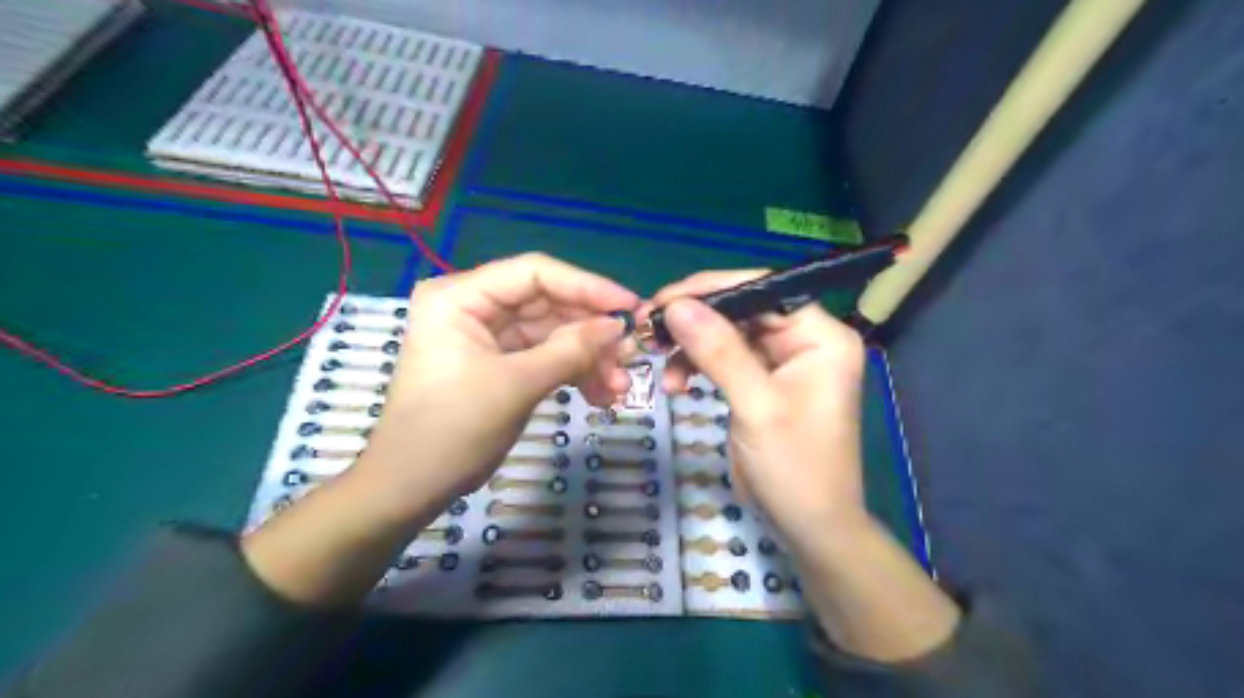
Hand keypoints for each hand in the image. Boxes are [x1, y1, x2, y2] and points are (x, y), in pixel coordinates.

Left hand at [355, 254, 635, 515]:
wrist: (412, 488)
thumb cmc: (452, 429)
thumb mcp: (516, 385)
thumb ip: (570, 350)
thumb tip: (618, 326)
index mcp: (461, 296)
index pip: (535, 274)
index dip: (587, 287)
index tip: (629, 307)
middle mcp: (475, 306)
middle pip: (548, 304)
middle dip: (590, 332)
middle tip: (631, 354)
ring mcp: (489, 336)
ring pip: (553, 333)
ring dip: (588, 358)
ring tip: (618, 387)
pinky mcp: (501, 363)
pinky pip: (546, 357)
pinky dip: (574, 373)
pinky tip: (601, 395)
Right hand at [651, 272, 865, 545]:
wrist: (808, 526)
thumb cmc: (795, 467)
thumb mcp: (756, 406)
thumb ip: (719, 352)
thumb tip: (678, 306)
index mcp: (820, 335)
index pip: (762, 290)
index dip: (712, 289)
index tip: (665, 301)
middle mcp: (803, 340)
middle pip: (741, 310)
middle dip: (694, 320)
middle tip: (651, 328)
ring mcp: (781, 362)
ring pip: (727, 334)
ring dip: (691, 347)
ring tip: (659, 362)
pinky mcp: (761, 382)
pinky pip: (724, 359)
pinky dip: (697, 366)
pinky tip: (675, 384)